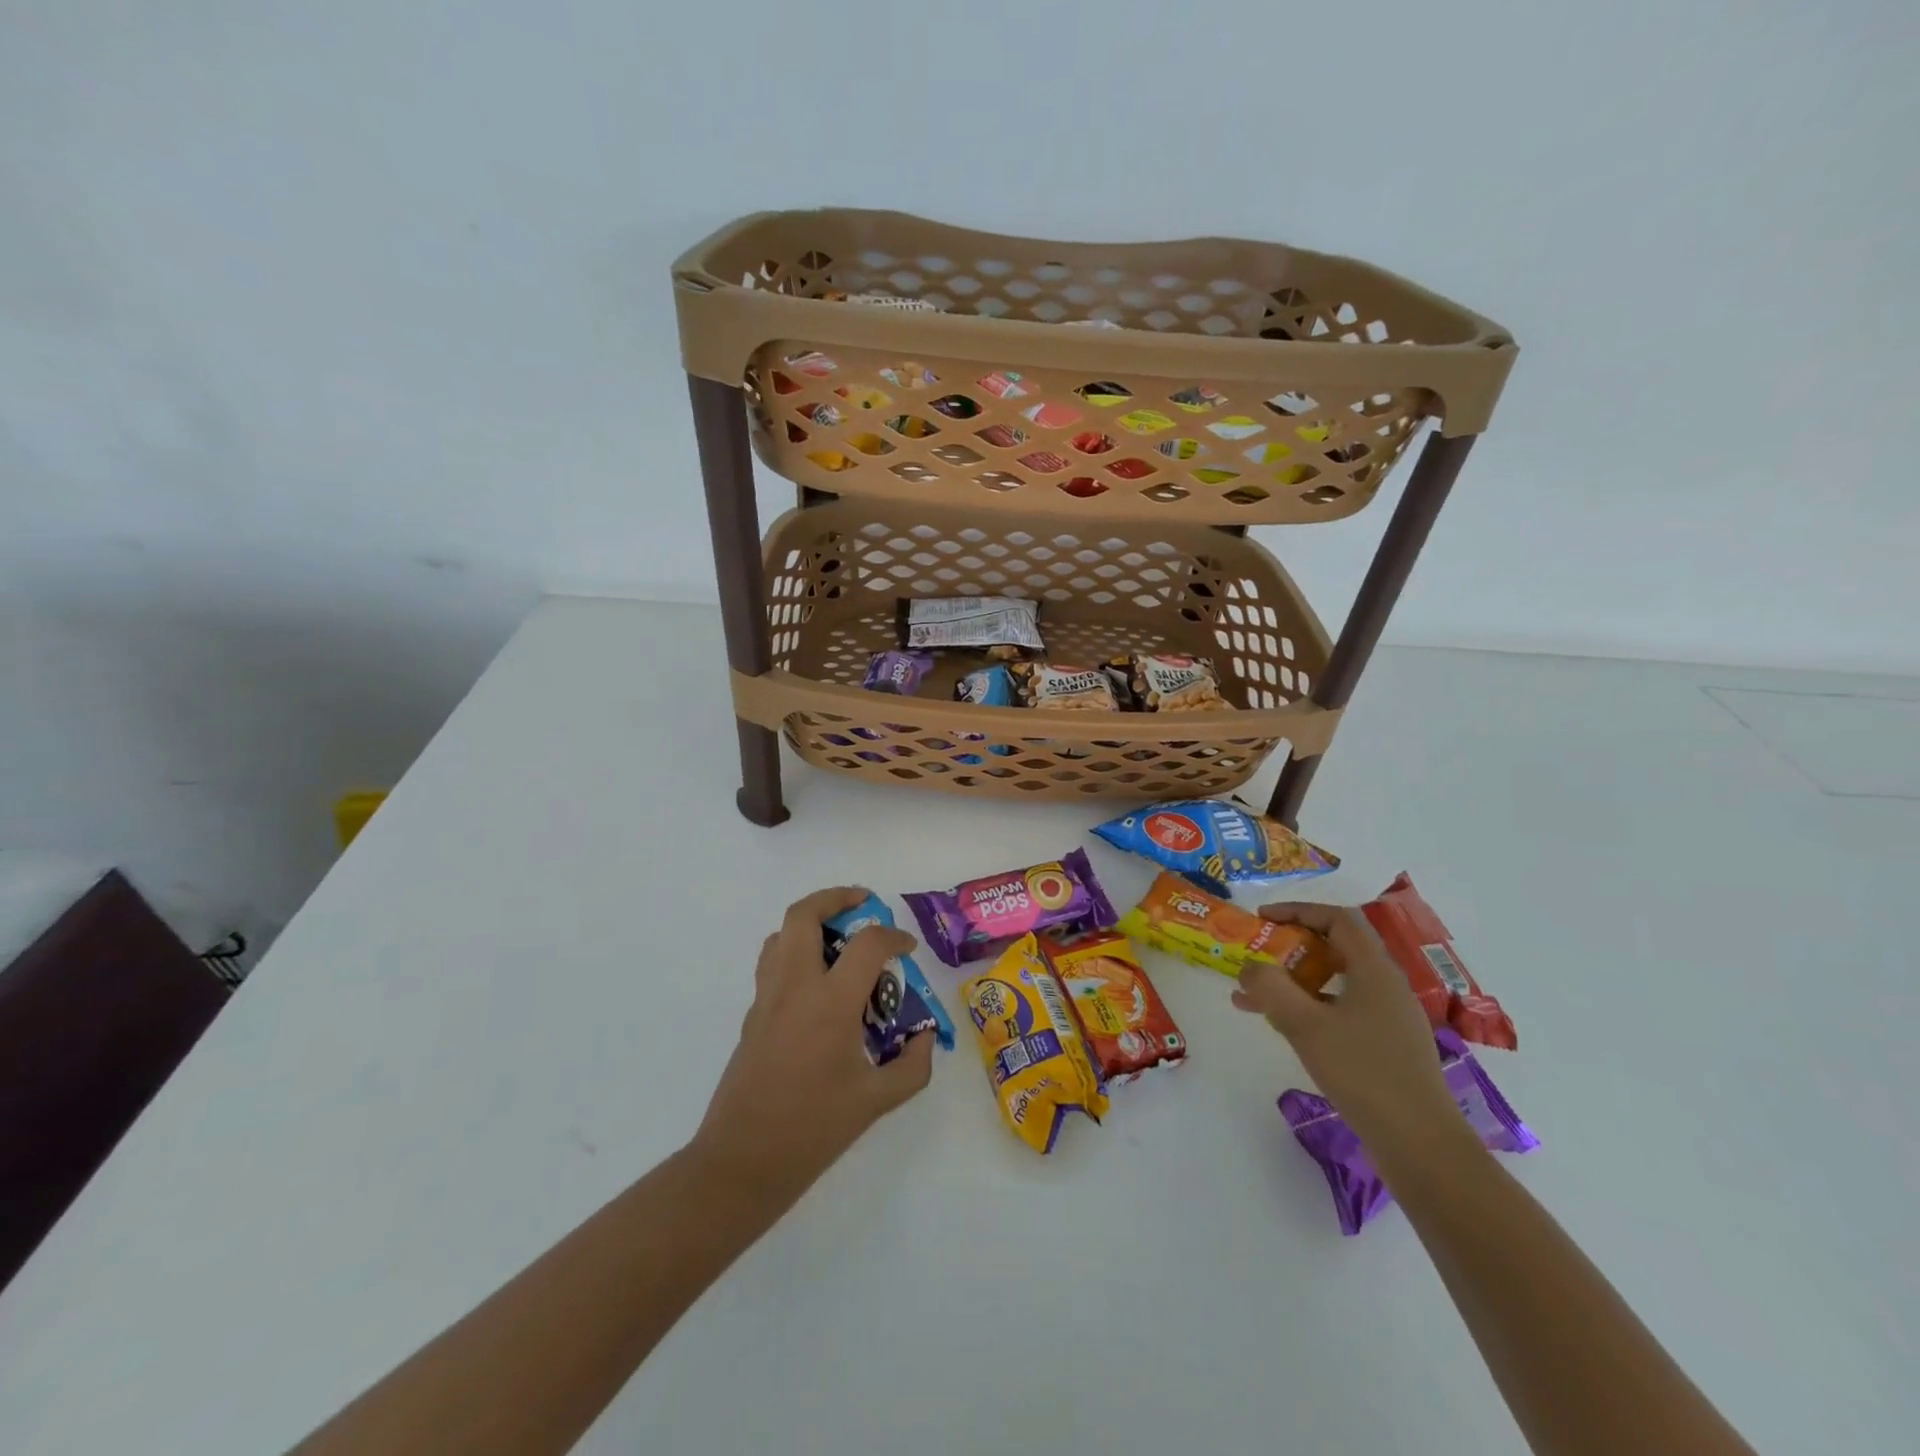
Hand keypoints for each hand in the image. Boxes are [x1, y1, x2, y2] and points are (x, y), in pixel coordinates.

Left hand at [689, 887, 933, 1207]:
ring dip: (811, 923)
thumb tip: (926, 1038)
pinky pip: (772, 964)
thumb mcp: (876, 1102)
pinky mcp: (752, 1016)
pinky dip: (797, 953)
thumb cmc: (813, 1130)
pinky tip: (818, 984)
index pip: (867, 944)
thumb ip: (912, 1066)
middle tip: (864, 905)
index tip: (907, 949)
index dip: (894, 937)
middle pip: (804, 915)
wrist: (742, 1162)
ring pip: (781, 934)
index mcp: (829, 1003)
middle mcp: (794, 988)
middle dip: (836, 898)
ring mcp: (767, 999)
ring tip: (840, 940)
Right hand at [1232, 901, 1464, 1162]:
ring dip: (1294, 981)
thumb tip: (1249, 966)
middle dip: (1291, 947)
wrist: (1421, 1146)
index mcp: (1375, 970)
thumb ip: (1271, 988)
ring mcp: (1389, 1017)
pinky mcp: (1386, 1045)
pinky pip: (1341, 1009)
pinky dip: (1309, 1007)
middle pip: (1336, 947)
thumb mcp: (1305, 1026)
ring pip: (1336, 981)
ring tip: (1253, 997)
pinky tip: (1284, 1027)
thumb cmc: (1363, 1074)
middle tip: (1257, 955)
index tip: (1263, 918)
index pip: (1337, 919)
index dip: (1298, 910)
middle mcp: (1386, 986)